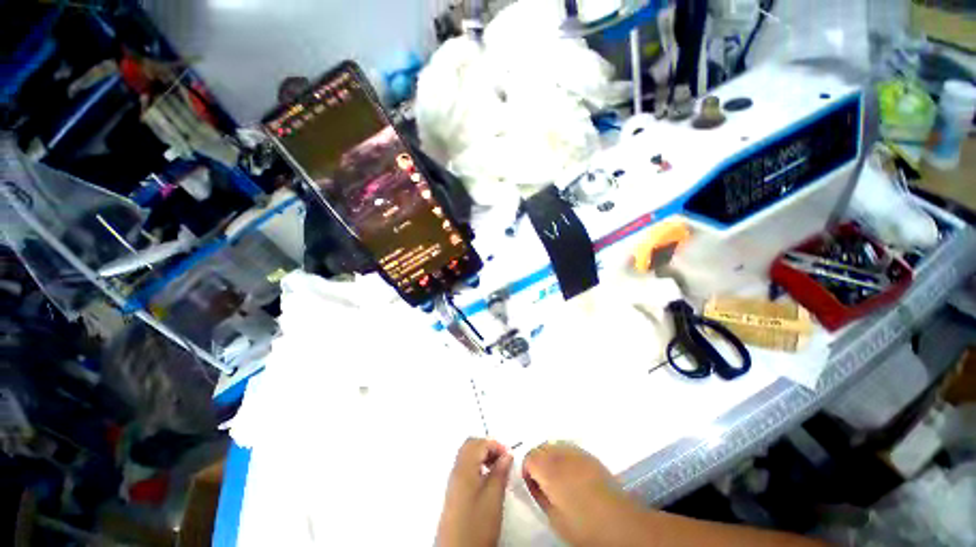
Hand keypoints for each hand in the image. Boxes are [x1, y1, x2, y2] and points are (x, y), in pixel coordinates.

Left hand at [437, 438, 513, 546]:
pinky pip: (466, 467)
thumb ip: (500, 472)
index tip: (509, 455)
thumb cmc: (477, 525)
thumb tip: (507, 455)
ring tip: (498, 468)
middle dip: (488, 446)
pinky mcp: (454, 492)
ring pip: (468, 455)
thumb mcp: (494, 497)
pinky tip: (488, 479)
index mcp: (464, 468)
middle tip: (503, 458)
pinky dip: (478, 465)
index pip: (479, 443)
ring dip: (483, 455)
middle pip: (470, 445)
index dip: (496, 444)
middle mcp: (456, 470)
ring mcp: (453, 481)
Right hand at [523, 442, 647, 546]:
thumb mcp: (554, 517)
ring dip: (550, 456)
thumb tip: (532, 482)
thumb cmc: (584, 526)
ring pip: (554, 444)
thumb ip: (539, 494)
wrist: (620, 523)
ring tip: (557, 476)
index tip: (531, 483)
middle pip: (541, 447)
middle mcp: (562, 455)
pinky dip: (564, 456)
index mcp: (550, 470)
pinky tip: (571, 473)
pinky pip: (569, 448)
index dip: (527, 469)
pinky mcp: (590, 455)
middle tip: (542, 480)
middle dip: (537, 460)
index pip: (529, 456)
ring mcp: (577, 453)